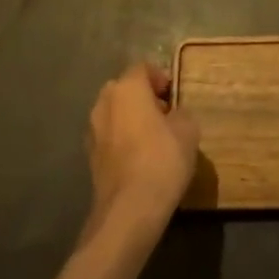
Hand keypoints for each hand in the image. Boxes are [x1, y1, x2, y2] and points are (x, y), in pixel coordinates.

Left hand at [84, 64, 197, 247]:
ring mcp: (93, 131)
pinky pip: (110, 137)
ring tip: (153, 138)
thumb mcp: (188, 130)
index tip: (174, 95)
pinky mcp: (90, 158)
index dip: (160, 77)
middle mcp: (104, 103)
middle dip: (143, 97)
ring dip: (131, 119)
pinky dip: (122, 140)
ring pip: (114, 114)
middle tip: (165, 114)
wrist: (129, 210)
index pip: (142, 68)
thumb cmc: (162, 159)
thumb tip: (174, 115)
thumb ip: (181, 113)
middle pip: (124, 89)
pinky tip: (140, 158)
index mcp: (126, 88)